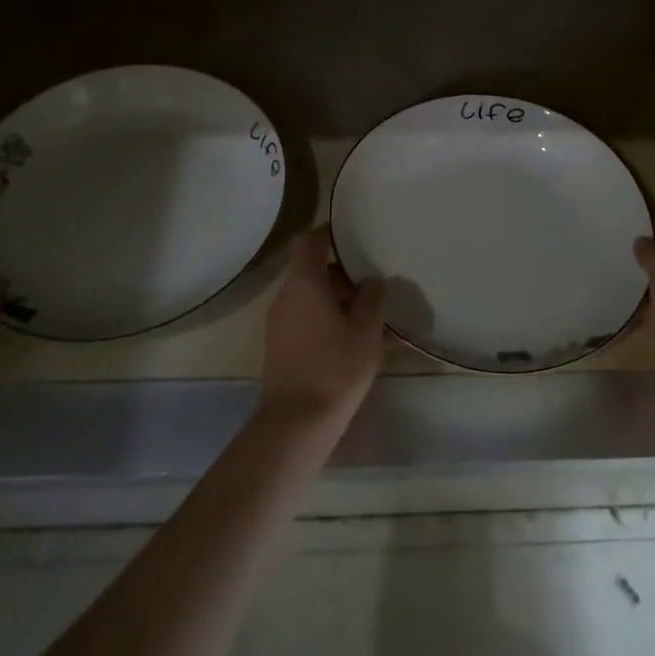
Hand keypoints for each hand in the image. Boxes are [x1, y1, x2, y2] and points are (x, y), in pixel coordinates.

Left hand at [260, 225, 386, 431]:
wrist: (296, 422)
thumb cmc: (336, 367)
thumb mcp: (366, 329)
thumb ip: (372, 298)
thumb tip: (371, 281)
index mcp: (305, 283)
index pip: (309, 241)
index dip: (328, 232)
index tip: (350, 233)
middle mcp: (286, 297)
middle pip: (314, 273)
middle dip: (344, 277)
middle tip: (374, 286)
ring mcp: (280, 324)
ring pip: (312, 300)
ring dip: (339, 303)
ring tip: (373, 319)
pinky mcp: (281, 348)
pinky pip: (308, 323)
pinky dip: (329, 323)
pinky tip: (357, 344)